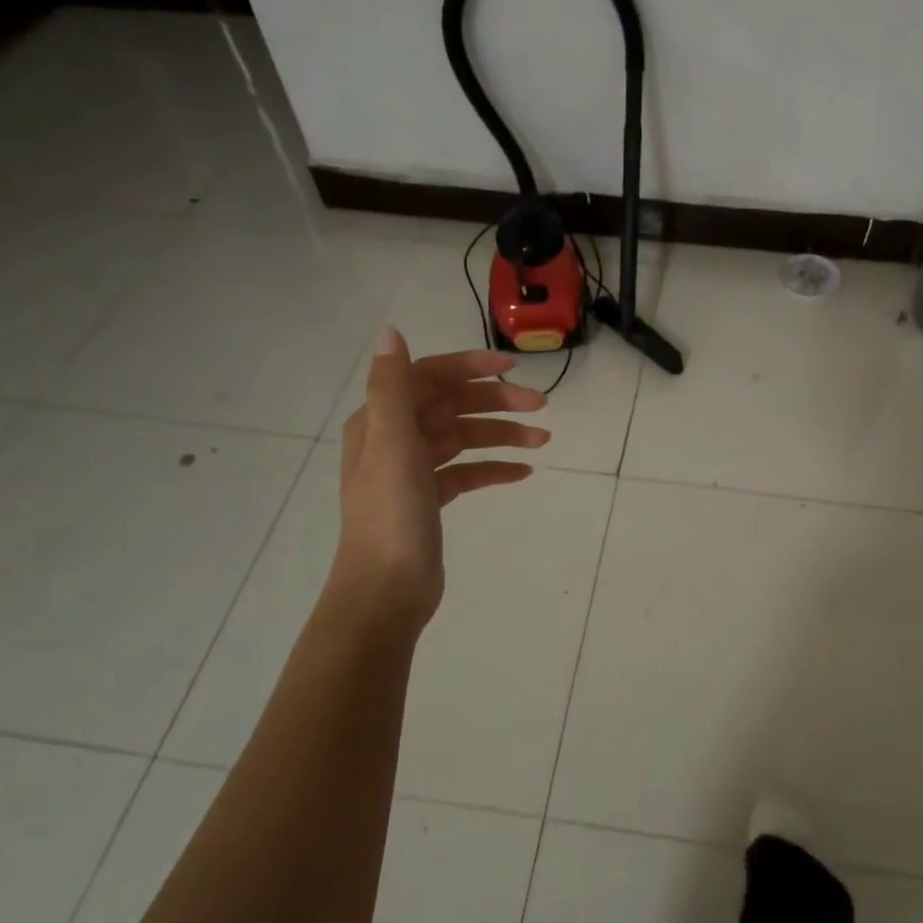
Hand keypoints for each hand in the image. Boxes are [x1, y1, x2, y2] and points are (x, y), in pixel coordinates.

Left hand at [330, 329, 548, 632]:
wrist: (386, 591)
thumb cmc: (391, 516)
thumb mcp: (392, 444)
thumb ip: (391, 387)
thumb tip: (389, 332)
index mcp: (380, 421)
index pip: (429, 377)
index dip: (470, 367)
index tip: (513, 368)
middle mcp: (393, 439)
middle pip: (451, 406)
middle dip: (496, 402)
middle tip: (541, 407)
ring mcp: (412, 471)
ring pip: (463, 439)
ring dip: (502, 435)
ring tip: (542, 440)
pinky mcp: (429, 500)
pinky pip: (466, 472)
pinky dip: (492, 468)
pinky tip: (522, 472)